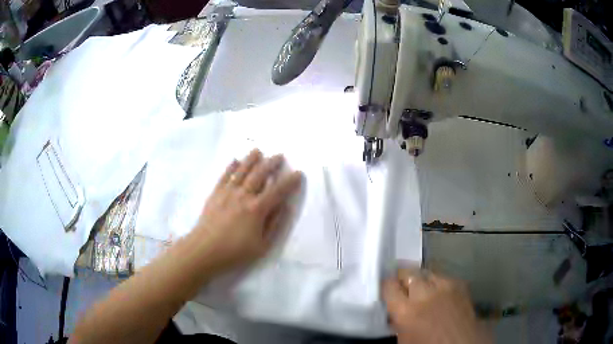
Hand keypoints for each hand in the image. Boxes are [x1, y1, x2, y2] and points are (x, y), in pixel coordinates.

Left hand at [192, 149, 301, 272]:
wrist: (204, 250)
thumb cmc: (235, 251)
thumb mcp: (262, 245)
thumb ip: (275, 224)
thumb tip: (286, 206)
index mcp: (257, 209)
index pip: (278, 191)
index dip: (290, 181)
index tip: (298, 173)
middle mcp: (243, 195)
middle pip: (260, 174)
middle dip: (271, 163)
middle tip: (279, 155)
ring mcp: (227, 192)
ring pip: (242, 171)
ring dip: (251, 159)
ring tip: (258, 150)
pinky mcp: (215, 194)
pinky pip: (225, 176)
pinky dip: (231, 167)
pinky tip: (235, 160)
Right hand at [383, 268, 490, 343]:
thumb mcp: (404, 340)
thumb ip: (397, 322)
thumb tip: (394, 313)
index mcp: (407, 311)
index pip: (389, 286)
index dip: (386, 285)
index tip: (385, 288)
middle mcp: (425, 294)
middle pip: (408, 273)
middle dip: (402, 278)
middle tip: (400, 284)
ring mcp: (445, 286)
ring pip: (426, 272)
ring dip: (420, 279)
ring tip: (419, 286)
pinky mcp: (460, 284)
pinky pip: (442, 277)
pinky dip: (436, 282)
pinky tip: (437, 291)